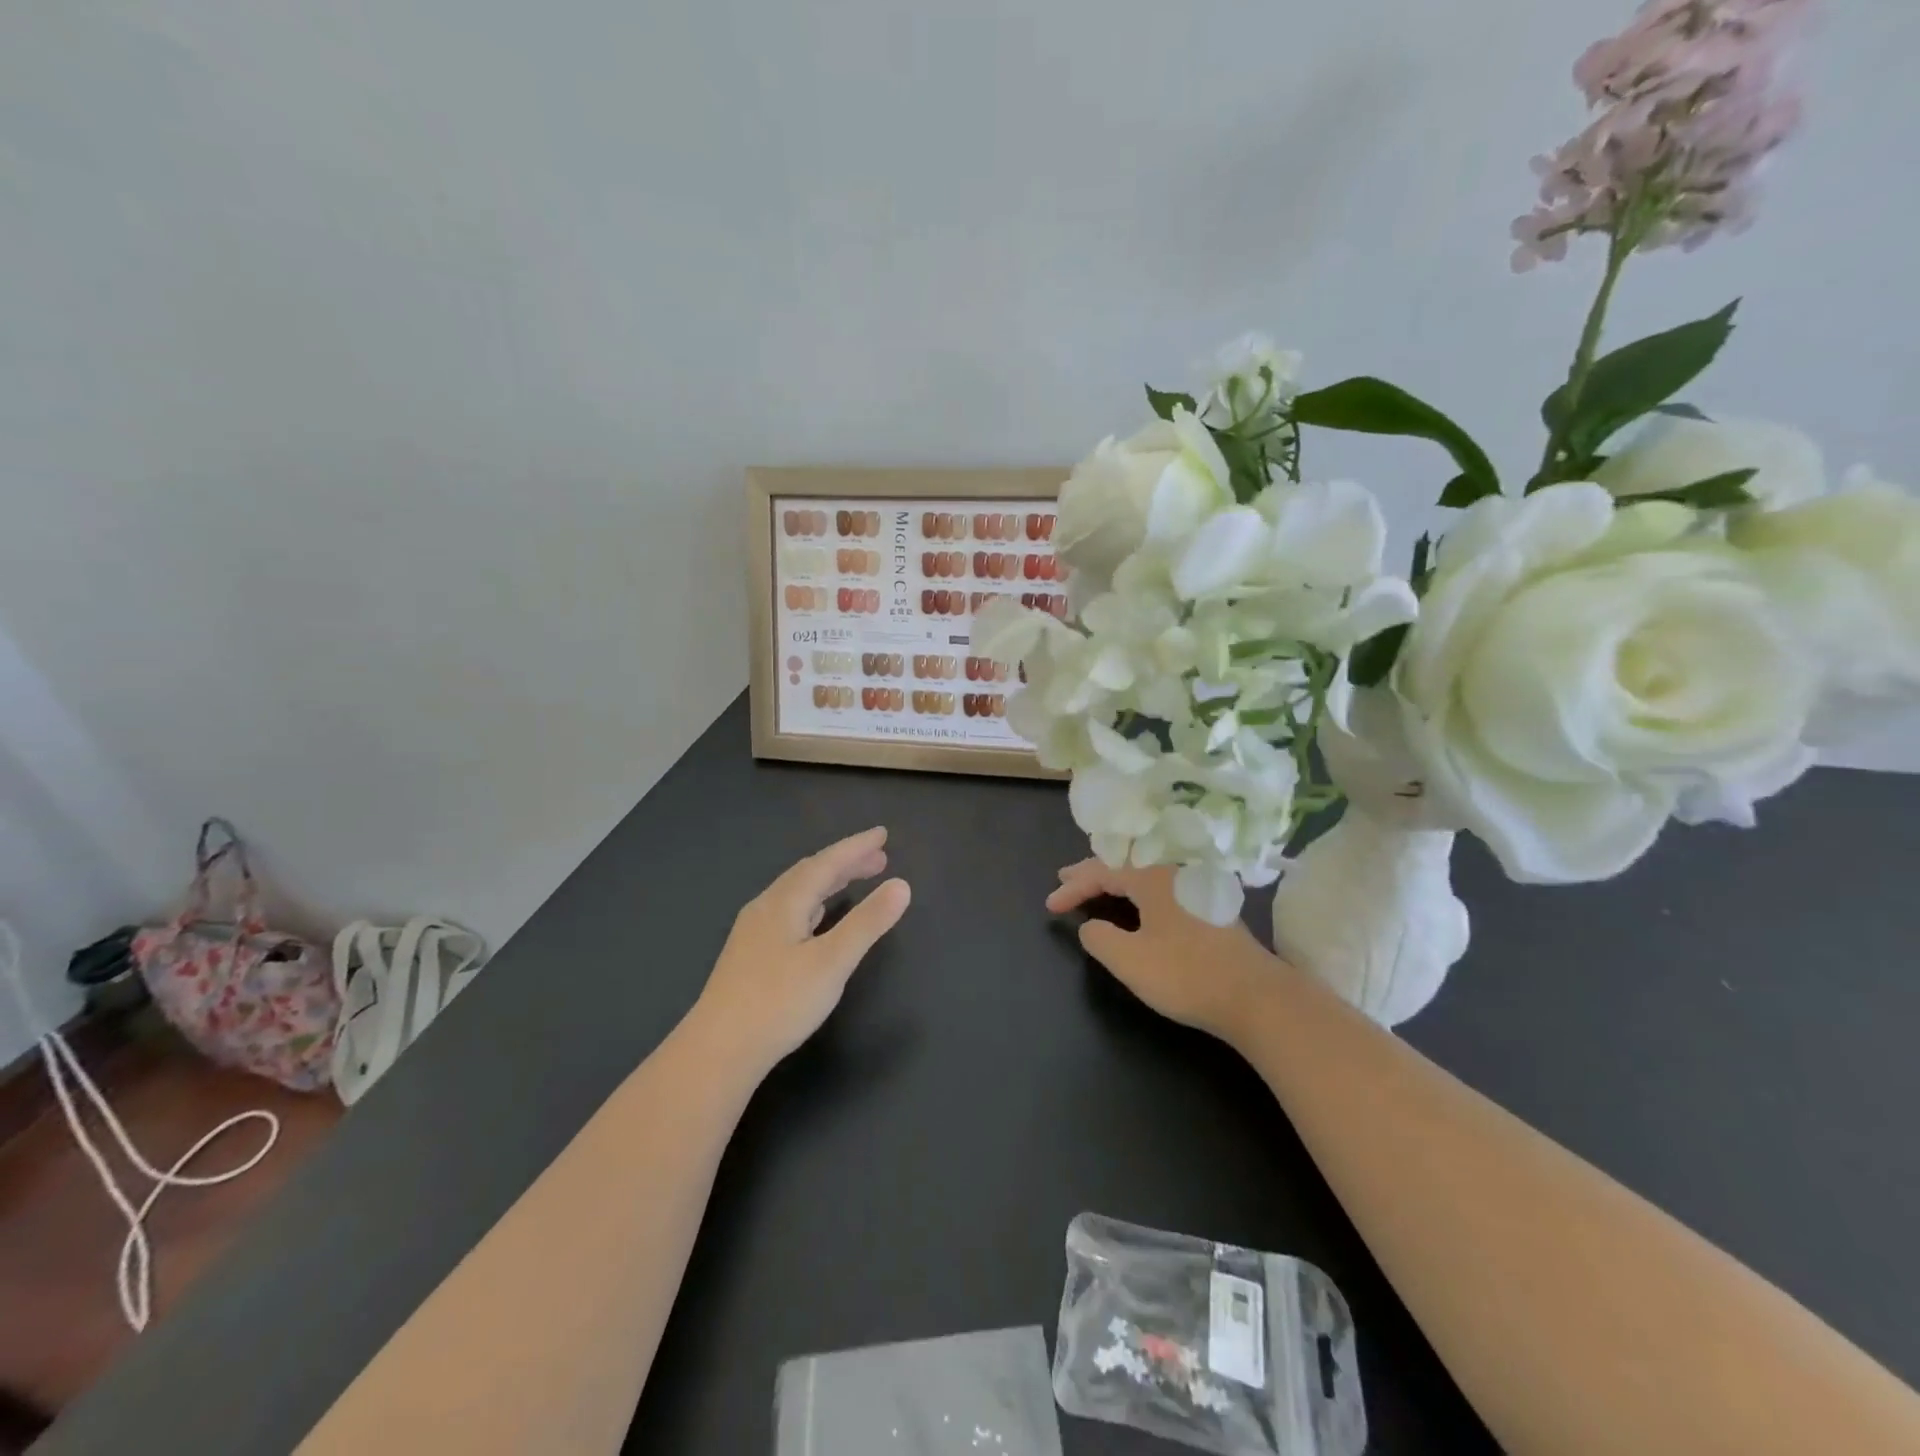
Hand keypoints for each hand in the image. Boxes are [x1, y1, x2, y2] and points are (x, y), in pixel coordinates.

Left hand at [691, 827, 910, 1072]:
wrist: (717, 1051)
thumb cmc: (779, 1003)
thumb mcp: (832, 962)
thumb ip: (867, 923)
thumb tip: (901, 885)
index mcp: (785, 902)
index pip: (826, 863)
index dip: (856, 847)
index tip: (883, 834)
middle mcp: (766, 908)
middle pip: (809, 873)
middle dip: (845, 862)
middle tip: (879, 858)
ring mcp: (754, 932)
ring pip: (797, 893)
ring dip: (828, 881)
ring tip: (855, 879)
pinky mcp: (750, 955)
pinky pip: (789, 911)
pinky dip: (814, 903)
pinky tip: (817, 919)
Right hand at [1047, 859, 1283, 1039]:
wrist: (1256, 997)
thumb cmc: (1187, 974)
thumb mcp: (1129, 960)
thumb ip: (1100, 939)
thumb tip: (1091, 927)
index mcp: (1152, 876)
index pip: (1102, 872)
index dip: (1073, 887)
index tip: (1050, 906)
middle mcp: (1174, 871)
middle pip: (1125, 862)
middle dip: (1092, 871)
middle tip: (1065, 878)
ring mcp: (1197, 886)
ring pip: (1146, 872)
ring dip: (1117, 878)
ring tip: (1096, 885)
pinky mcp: (1211, 905)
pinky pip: (1162, 884)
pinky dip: (1139, 888)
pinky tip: (1138, 900)